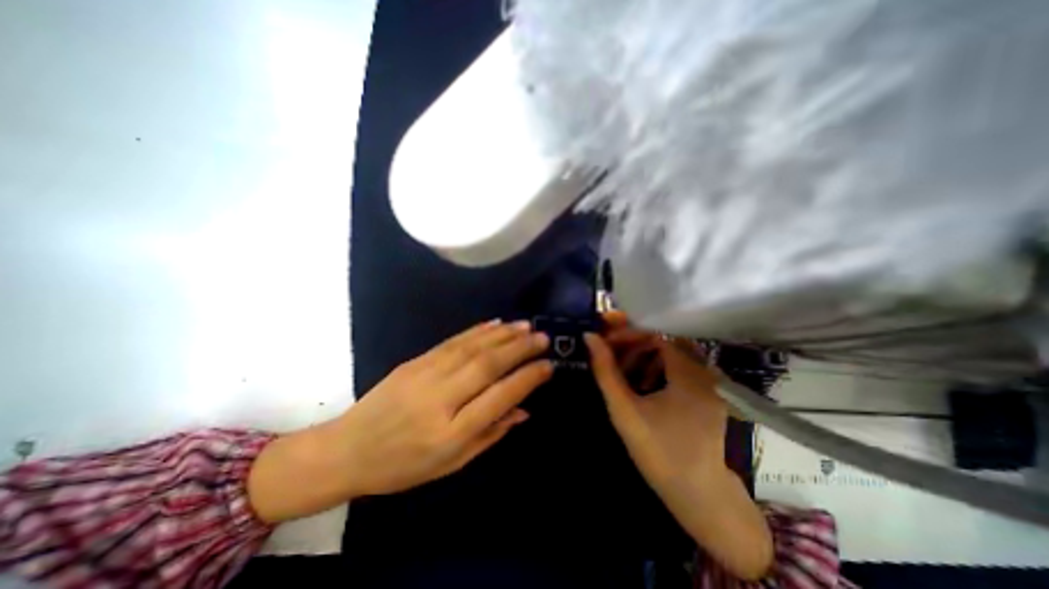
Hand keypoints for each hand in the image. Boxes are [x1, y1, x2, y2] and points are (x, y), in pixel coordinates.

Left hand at [247, 321, 551, 519]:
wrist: (347, 449)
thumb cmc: (403, 466)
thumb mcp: (451, 464)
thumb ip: (490, 434)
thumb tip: (523, 410)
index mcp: (451, 432)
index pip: (499, 397)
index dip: (527, 379)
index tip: (547, 366)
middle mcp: (440, 399)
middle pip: (487, 365)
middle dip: (520, 348)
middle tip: (542, 337)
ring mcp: (425, 374)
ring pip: (472, 348)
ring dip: (503, 334)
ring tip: (526, 325)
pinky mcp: (415, 361)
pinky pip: (453, 341)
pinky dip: (477, 331)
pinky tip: (495, 324)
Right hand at [586, 310, 726, 485]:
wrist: (698, 496)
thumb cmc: (658, 453)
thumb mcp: (624, 409)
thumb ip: (605, 370)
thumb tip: (590, 337)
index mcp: (688, 373)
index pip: (655, 333)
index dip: (627, 331)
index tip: (604, 335)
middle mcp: (705, 371)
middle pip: (663, 339)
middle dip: (632, 341)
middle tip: (608, 349)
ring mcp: (709, 382)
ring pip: (670, 351)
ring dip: (643, 353)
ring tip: (621, 366)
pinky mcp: (707, 392)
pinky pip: (679, 366)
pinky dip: (656, 366)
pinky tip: (641, 381)